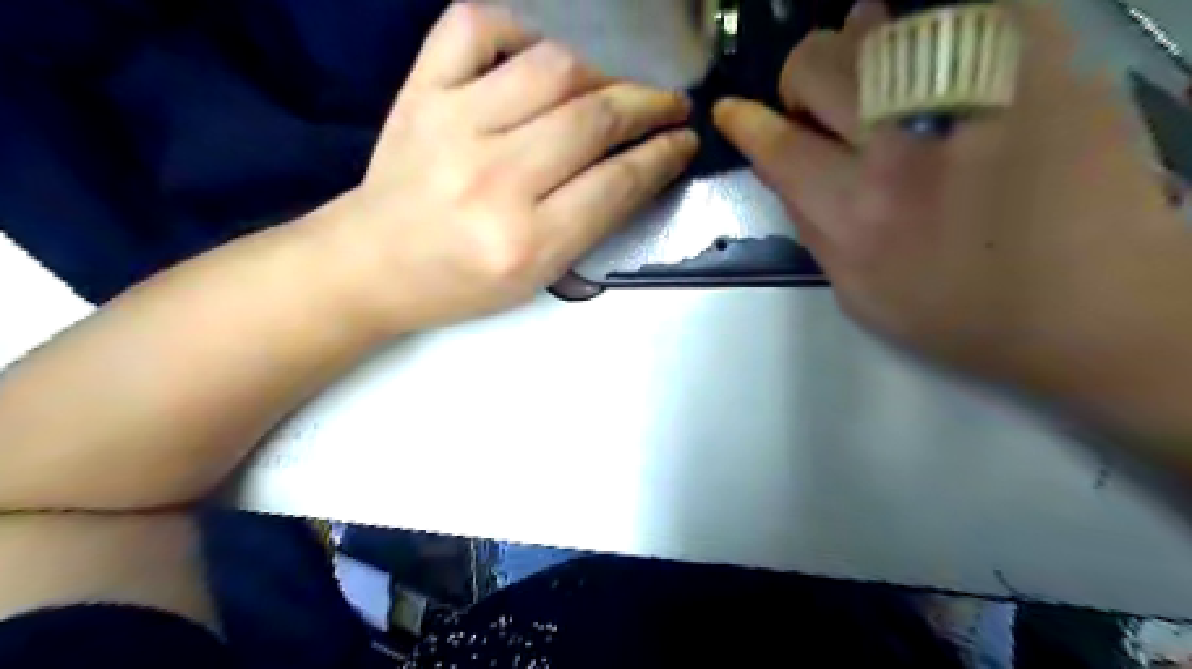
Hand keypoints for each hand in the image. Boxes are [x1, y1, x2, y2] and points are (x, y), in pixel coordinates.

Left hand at [345, 2, 699, 327]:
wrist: (372, 264)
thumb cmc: (461, 283)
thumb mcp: (537, 276)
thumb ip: (591, 223)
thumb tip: (641, 168)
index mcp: (526, 240)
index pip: (616, 182)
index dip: (662, 155)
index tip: (685, 140)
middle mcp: (494, 179)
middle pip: (593, 119)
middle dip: (649, 104)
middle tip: (672, 103)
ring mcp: (453, 125)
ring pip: (552, 67)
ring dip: (605, 68)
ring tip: (623, 80)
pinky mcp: (421, 91)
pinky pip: (476, 26)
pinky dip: (520, 24)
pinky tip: (545, 48)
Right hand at [710, 0, 1186, 413]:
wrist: (1094, 306)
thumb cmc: (960, 314)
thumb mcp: (856, 294)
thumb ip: (811, 228)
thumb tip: (784, 169)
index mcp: (856, 214)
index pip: (777, 145)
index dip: (746, 122)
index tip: (732, 110)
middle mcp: (902, 147)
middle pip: (816, 66)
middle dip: (800, 81)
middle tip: (821, 105)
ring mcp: (973, 96)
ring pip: (877, 25)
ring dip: (857, 46)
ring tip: (876, 73)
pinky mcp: (1039, 62)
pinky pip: (959, 9)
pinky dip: (929, 23)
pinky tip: (933, 53)